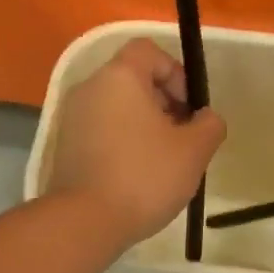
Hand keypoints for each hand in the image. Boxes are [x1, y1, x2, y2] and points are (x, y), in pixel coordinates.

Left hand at [46, 38, 226, 246]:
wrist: (85, 221)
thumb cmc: (144, 176)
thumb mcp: (194, 151)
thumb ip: (209, 125)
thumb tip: (206, 118)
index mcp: (119, 77)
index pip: (149, 50)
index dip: (175, 72)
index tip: (188, 109)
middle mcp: (90, 88)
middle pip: (133, 79)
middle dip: (163, 102)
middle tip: (181, 138)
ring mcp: (72, 117)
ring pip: (116, 106)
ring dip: (143, 125)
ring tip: (162, 160)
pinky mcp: (64, 146)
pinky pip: (101, 130)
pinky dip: (122, 141)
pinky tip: (136, 175)